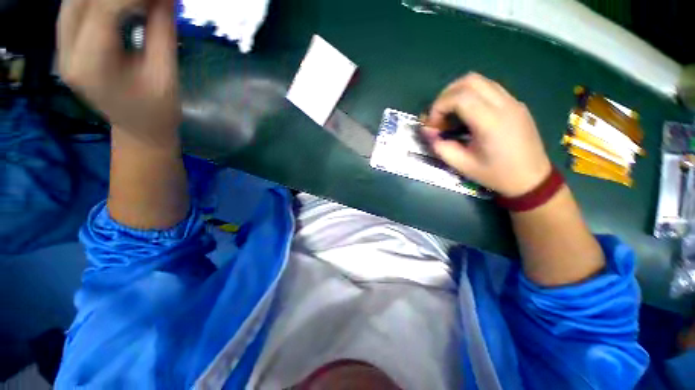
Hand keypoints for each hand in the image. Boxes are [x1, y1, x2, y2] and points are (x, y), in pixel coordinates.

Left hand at [57, 0, 179, 146]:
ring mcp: (63, 51)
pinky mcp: (66, 47)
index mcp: (91, 67)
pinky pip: (74, 9)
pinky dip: (95, 1)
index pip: (104, 10)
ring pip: (74, 1)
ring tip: (135, 2)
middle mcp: (67, 55)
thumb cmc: (158, 110)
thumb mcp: (166, 73)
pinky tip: (118, 3)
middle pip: (82, 0)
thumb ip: (162, 29)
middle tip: (148, 0)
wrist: (139, 129)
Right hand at [422, 73, 551, 196]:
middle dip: (446, 95)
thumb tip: (427, 132)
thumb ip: (441, 147)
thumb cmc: (496, 174)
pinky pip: (489, 88)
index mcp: (490, 122)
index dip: (439, 106)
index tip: (432, 124)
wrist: (532, 178)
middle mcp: (504, 105)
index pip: (459, 97)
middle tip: (438, 115)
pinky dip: (471, 95)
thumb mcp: (462, 165)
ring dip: (458, 92)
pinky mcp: (516, 104)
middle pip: (469, 80)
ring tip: (450, 113)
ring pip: (480, 81)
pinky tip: (467, 114)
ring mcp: (512, 101)